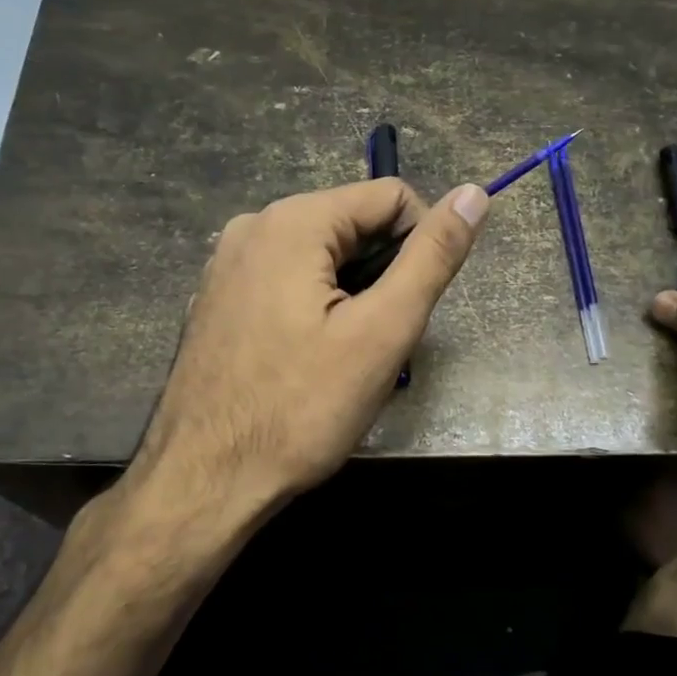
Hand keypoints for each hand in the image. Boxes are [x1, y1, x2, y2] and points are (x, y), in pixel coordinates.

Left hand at [135, 178, 490, 509]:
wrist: (203, 481)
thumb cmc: (300, 409)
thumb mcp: (382, 331)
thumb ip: (432, 258)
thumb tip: (473, 194)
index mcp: (293, 221)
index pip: (391, 197)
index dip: (422, 244)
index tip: (414, 307)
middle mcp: (253, 226)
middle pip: (353, 224)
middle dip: (382, 274)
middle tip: (380, 342)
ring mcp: (228, 263)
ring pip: (323, 255)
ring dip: (352, 295)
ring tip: (347, 356)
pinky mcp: (219, 298)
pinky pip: (287, 280)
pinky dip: (315, 306)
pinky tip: (309, 359)